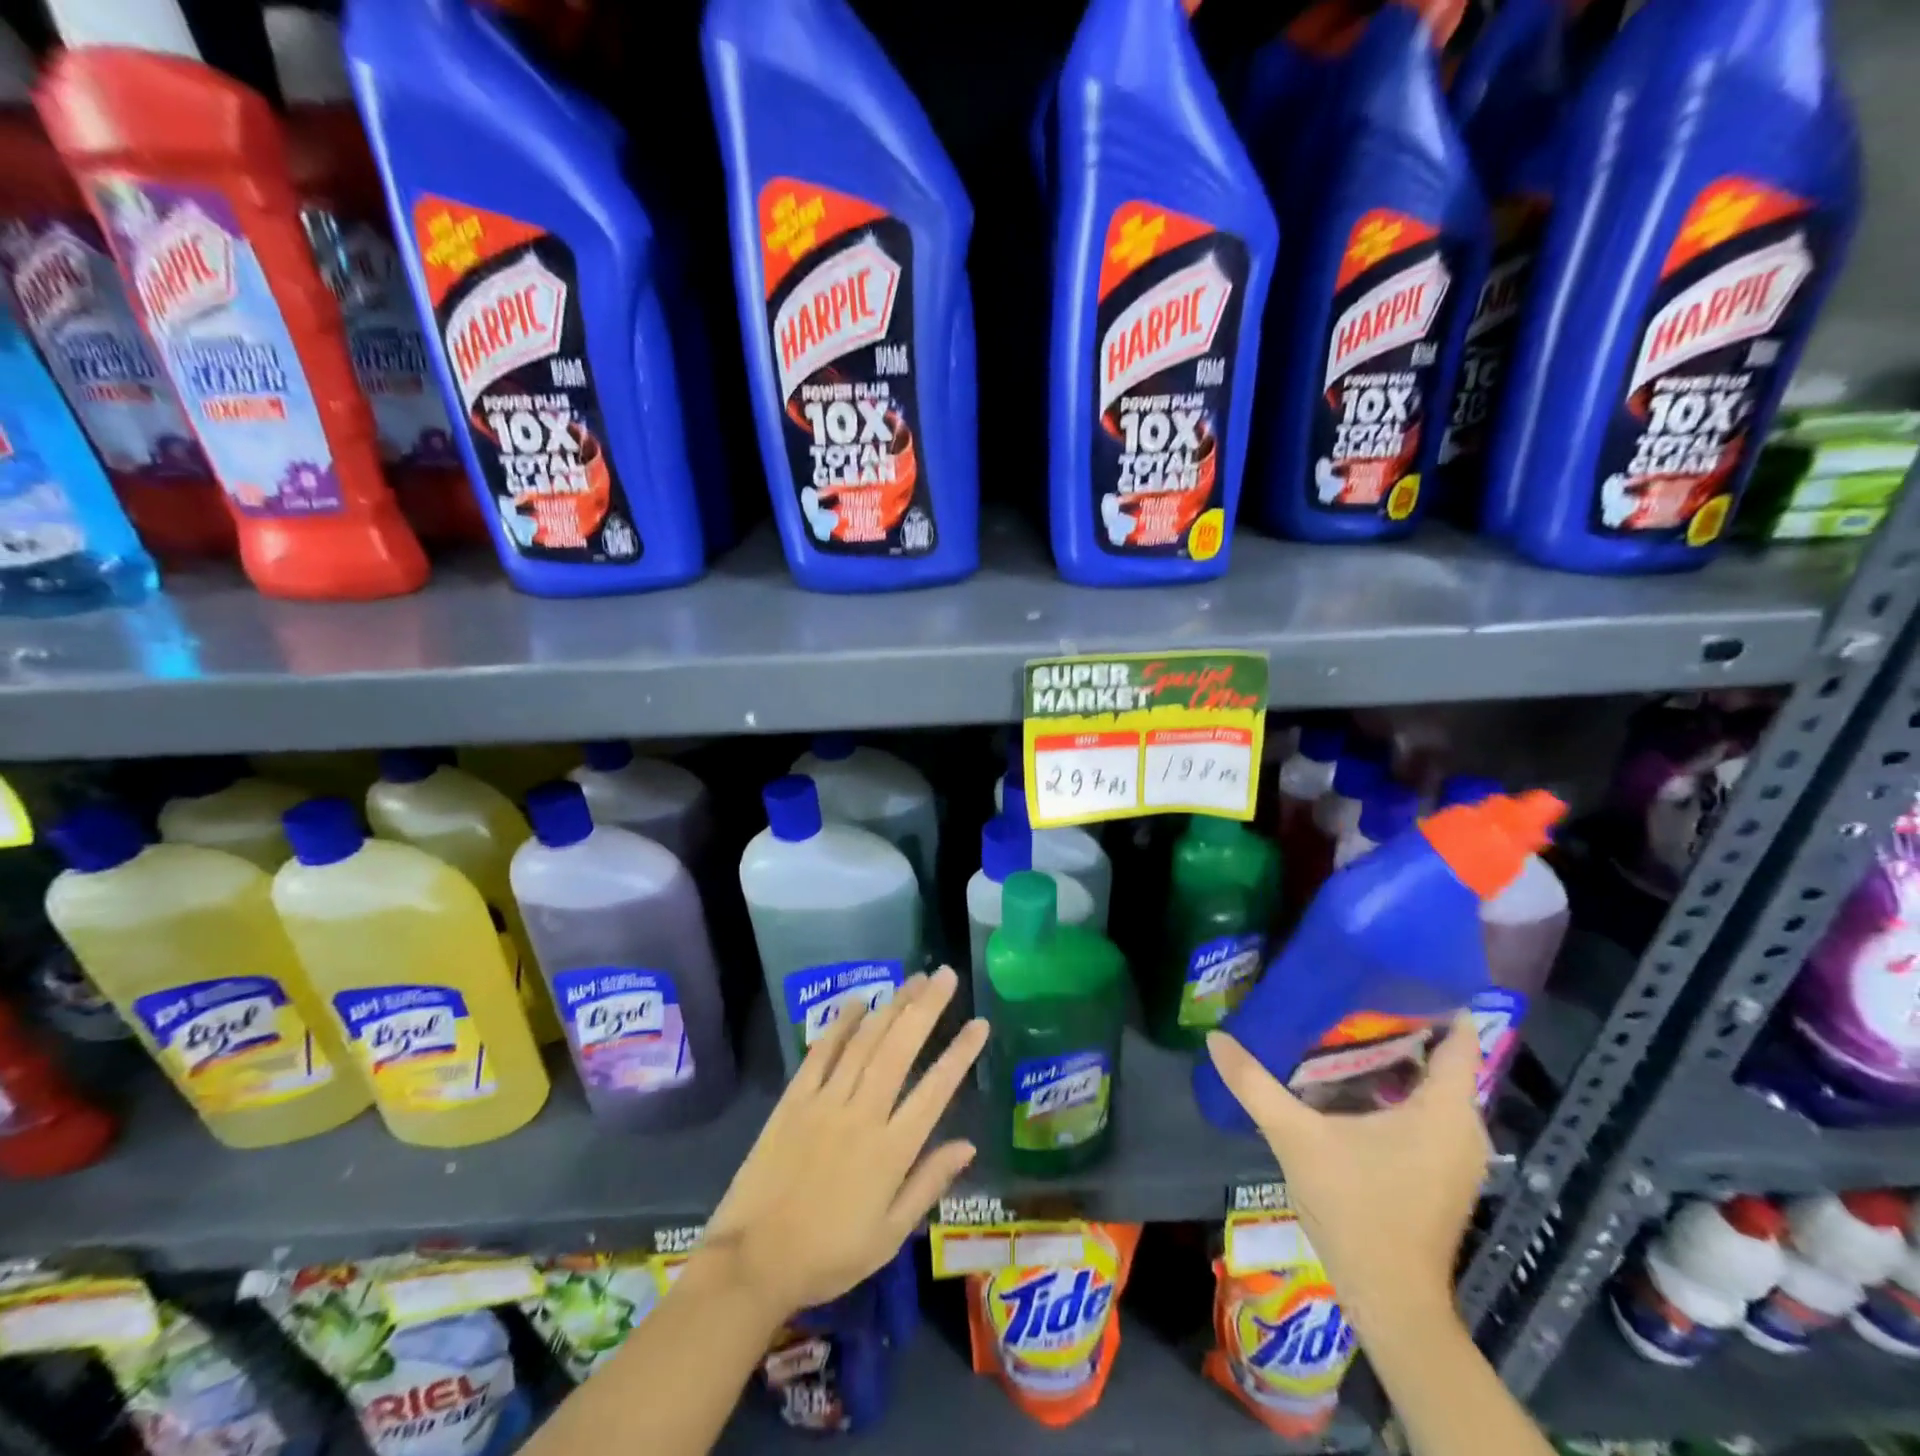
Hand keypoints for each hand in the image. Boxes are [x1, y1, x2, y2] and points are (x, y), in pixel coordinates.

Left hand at [700, 967, 987, 1320]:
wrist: (752, 1263)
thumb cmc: (828, 1255)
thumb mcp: (888, 1236)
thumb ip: (928, 1184)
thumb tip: (968, 1145)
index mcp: (891, 1151)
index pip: (935, 1090)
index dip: (960, 1054)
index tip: (980, 1023)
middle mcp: (862, 1114)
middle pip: (899, 1049)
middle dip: (926, 1008)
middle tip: (945, 975)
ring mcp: (825, 1102)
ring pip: (865, 1042)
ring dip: (891, 1006)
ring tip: (913, 979)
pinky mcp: (794, 1099)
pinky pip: (821, 1053)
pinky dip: (840, 1024)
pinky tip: (857, 1001)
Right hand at [1204, 1013, 1489, 1333]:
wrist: (1391, 1300)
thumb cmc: (1355, 1209)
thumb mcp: (1296, 1138)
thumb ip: (1254, 1084)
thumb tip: (1216, 1038)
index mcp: (1444, 1110)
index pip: (1460, 1036)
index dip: (1432, 998)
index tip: (1387, 969)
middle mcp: (1464, 1127)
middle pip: (1442, 1057)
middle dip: (1398, 1022)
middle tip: (1347, 991)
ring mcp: (1458, 1154)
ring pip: (1433, 1086)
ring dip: (1395, 1057)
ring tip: (1343, 1025)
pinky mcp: (1444, 1172)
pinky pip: (1428, 1111)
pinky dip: (1397, 1088)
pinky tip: (1350, 1081)